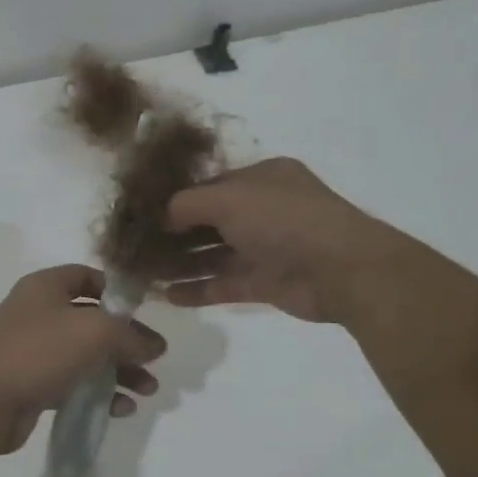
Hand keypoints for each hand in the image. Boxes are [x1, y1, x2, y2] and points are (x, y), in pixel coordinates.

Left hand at [0, 266, 166, 453]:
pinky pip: (73, 382)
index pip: (88, 276)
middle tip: (154, 361)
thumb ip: (131, 335)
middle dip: (126, 341)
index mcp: (45, 286)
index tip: (144, 313)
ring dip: (119, 371)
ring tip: (148, 391)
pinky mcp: (32, 382)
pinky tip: (121, 409)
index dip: (117, 292)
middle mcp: (38, 312)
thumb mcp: (95, 332)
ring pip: (86, 354)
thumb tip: (155, 345)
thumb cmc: (40, 352)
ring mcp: (33, 349)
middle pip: (92, 320)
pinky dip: (98, 392)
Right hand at [162, 157, 401, 323]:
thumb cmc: (283, 219)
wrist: (341, 269)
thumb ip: (187, 204)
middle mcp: (262, 210)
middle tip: (136, 248)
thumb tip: (162, 216)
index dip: (176, 199)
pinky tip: (168, 297)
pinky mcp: (266, 283)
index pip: (209, 186)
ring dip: (181, 264)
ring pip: (213, 255)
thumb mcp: (228, 199)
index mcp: (260, 179)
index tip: (142, 214)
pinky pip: (224, 284)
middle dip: (173, 235)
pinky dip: (198, 290)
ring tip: (144, 274)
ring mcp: (265, 248)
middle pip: (208, 222)